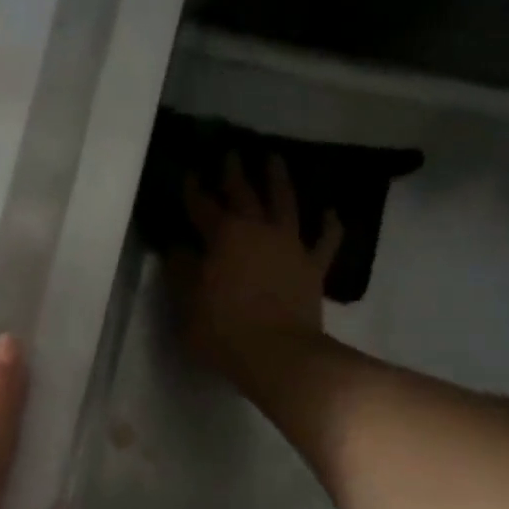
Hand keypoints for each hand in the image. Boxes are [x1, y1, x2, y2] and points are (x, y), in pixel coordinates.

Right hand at [167, 153, 341, 378]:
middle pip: (244, 194)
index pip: (202, 205)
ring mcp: (290, 246)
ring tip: (275, 159)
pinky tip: (330, 212)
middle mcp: (258, 230)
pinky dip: (329, 224)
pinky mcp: (313, 266)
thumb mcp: (187, 303)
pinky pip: (325, 240)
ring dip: (279, 180)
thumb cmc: (223, 330)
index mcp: (223, 236)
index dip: (192, 189)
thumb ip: (181, 271)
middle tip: (231, 153)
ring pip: (285, 203)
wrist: (279, 355)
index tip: (186, 173)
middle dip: (234, 173)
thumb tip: (177, 246)